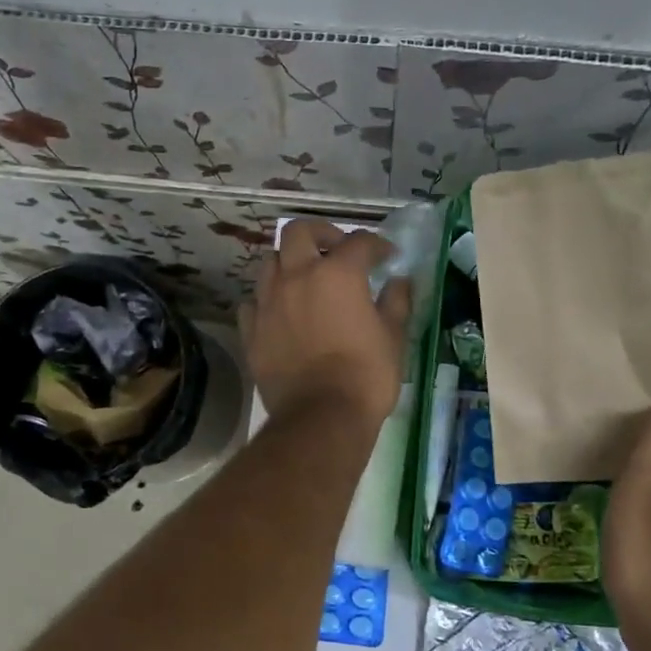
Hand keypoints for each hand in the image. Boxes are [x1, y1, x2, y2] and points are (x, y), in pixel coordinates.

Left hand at [242, 221, 411, 428]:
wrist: (322, 418)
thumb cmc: (366, 376)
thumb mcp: (393, 337)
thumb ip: (396, 302)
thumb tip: (399, 281)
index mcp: (337, 273)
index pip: (359, 242)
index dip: (377, 245)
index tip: (387, 256)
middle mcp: (297, 276)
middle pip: (298, 232)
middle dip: (320, 233)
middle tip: (335, 249)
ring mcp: (268, 302)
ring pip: (270, 262)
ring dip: (289, 263)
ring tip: (304, 280)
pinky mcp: (251, 330)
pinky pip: (253, 302)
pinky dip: (267, 300)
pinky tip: (280, 313)